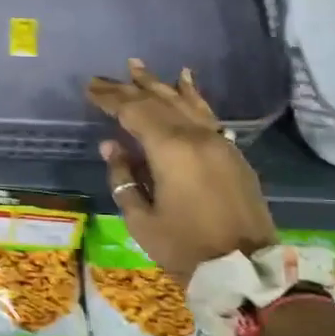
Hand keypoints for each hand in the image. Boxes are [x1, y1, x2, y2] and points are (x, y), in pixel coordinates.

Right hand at [85, 59, 275, 280]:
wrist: (244, 270)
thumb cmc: (184, 247)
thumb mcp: (141, 219)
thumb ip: (123, 177)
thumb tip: (111, 146)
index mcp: (170, 150)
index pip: (134, 112)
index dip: (110, 99)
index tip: (90, 89)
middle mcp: (196, 136)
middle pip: (157, 102)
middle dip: (127, 88)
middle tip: (103, 78)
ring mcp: (218, 141)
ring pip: (183, 102)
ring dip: (158, 83)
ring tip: (137, 66)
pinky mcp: (232, 152)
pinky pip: (207, 113)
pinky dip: (193, 95)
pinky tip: (185, 80)